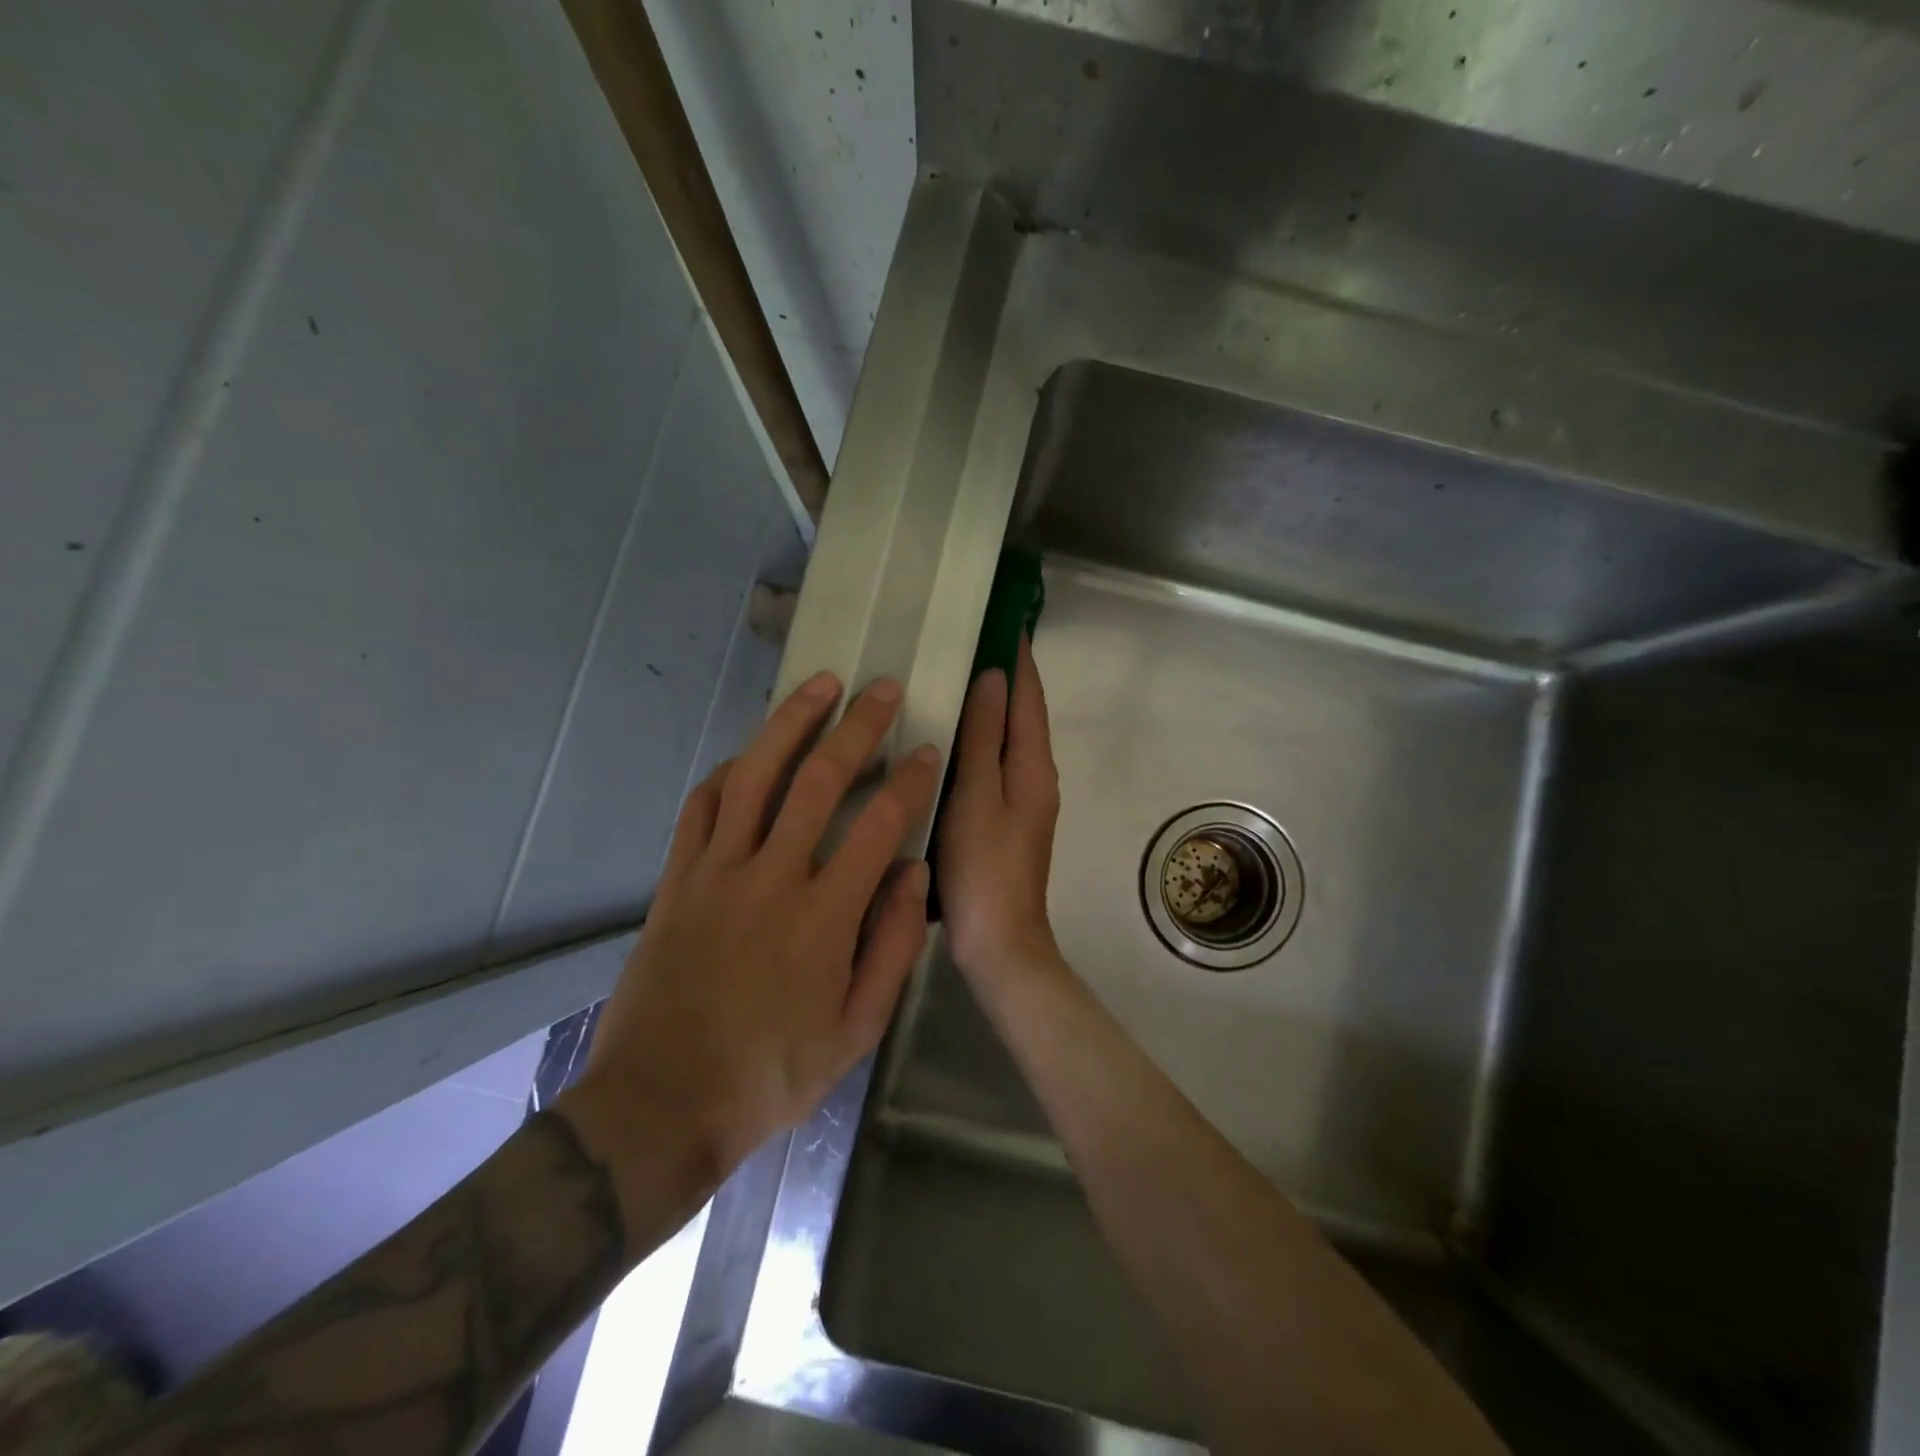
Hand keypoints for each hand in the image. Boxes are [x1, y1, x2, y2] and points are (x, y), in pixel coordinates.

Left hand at [560, 673, 941, 1221]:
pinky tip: (747, 753)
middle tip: (881, 689)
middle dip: (857, 728)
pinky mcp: (676, 879)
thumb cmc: (770, 1074)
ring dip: (790, 724)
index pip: (880, 825)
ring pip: (755, 776)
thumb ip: (891, 948)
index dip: (909, 781)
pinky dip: (727, 772)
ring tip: (819, 685)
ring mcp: (716, 872)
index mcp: (823, 917)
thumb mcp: (854, 1031)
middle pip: (819, 781)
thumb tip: (913, 874)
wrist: (660, 1104)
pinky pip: (700, 807)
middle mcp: (771, 878)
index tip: (927, 751)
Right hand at [939, 637, 1064, 984]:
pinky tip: (953, 739)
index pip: (1030, 697)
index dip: (1020, 658)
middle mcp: (1037, 777)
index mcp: (1034, 766)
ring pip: (1010, 740)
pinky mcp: (1007, 821)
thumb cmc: (983, 866)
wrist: (999, 941)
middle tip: (971, 642)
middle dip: (1007, 677)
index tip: (1005, 619)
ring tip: (958, 678)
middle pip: (1024, 715)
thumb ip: (985, 736)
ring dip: (994, 707)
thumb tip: (993, 678)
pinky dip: (982, 740)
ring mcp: (1024, 801)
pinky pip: (997, 764)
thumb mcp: (978, 794)